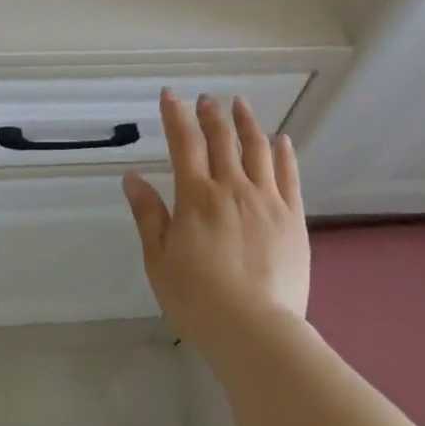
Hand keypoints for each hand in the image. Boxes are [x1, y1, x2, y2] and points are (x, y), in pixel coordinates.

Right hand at [123, 91, 309, 354]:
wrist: (255, 331)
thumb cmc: (197, 298)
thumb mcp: (159, 260)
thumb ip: (148, 215)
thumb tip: (132, 177)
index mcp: (196, 196)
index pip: (184, 142)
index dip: (176, 114)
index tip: (170, 95)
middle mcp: (232, 187)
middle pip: (222, 138)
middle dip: (211, 113)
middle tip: (207, 98)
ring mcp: (266, 200)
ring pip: (256, 148)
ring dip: (246, 122)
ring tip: (240, 104)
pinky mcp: (292, 217)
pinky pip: (288, 175)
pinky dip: (283, 152)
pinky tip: (281, 140)